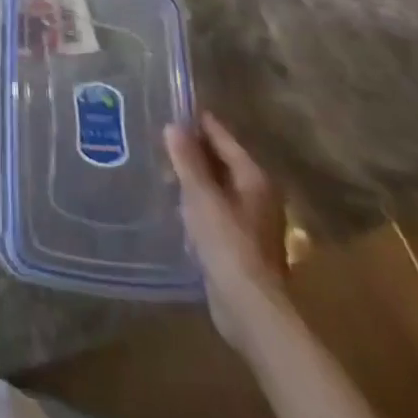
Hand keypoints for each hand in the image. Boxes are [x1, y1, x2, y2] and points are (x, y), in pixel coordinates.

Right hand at [166, 112, 290, 346]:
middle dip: (194, 151)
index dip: (198, 124)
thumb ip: (187, 160)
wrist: (249, 307)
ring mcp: (252, 221)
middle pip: (223, 162)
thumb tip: (174, 125)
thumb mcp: (201, 196)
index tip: (171, 110)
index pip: (223, 138)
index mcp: (254, 178)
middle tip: (159, 139)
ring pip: (219, 187)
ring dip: (195, 178)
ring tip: (162, 169)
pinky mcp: (242, 244)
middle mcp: (258, 195)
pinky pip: (216, 210)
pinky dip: (199, 202)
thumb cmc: (227, 243)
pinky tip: (176, 205)